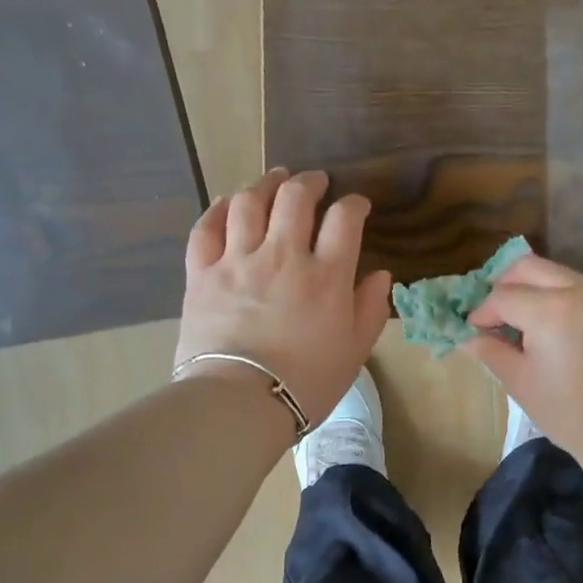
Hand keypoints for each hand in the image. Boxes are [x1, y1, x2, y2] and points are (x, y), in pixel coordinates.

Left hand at [176, 169, 392, 425]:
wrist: (240, 402)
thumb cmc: (307, 382)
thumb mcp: (355, 351)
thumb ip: (370, 309)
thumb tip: (380, 275)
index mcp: (326, 275)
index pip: (345, 219)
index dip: (354, 204)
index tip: (357, 205)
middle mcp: (283, 255)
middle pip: (295, 198)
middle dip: (310, 182)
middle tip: (315, 181)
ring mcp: (238, 260)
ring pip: (249, 202)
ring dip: (265, 184)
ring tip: (274, 180)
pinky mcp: (202, 274)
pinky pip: (206, 228)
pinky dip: (218, 209)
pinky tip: (227, 203)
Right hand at [464, 255, 582, 463]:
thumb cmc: (568, 412)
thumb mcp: (520, 382)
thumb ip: (491, 351)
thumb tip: (468, 337)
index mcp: (550, 310)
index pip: (503, 296)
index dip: (482, 312)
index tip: (473, 331)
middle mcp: (577, 290)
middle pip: (528, 268)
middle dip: (503, 285)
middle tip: (492, 315)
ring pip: (555, 273)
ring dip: (531, 288)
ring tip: (520, 322)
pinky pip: (577, 287)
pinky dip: (556, 295)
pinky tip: (550, 327)